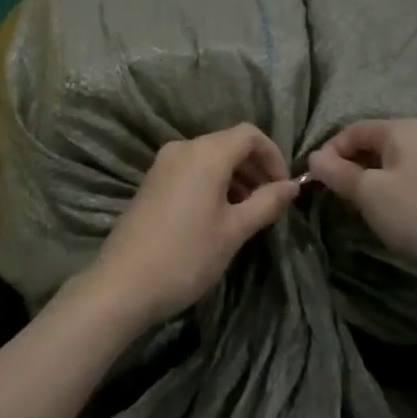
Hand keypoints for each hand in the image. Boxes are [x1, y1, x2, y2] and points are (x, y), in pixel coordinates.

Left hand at [86, 124, 299, 325]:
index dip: (273, 156)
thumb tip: (293, 186)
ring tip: (248, 213)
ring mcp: (163, 164)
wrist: (124, 283)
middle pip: (229, 144)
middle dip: (255, 168)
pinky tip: (219, 215)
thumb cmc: (187, 255)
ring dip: (235, 177)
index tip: (284, 188)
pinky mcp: (152, 181)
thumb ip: (266, 203)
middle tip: (271, 203)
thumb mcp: (234, 231)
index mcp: (205, 153)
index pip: (249, 134)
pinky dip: (212, 183)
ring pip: (210, 158)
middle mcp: (183, 148)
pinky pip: (191, 170)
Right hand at [307, 119, 416, 285]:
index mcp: (401, 129)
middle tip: (330, 195)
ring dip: (363, 184)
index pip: (351, 130)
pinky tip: (379, 217)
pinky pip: (399, 183)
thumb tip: (313, 157)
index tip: (313, 181)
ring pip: (383, 166)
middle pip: (368, 146)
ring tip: (351, 208)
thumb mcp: (369, 192)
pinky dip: (383, 195)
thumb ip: (337, 172)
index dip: (328, 152)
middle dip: (345, 168)